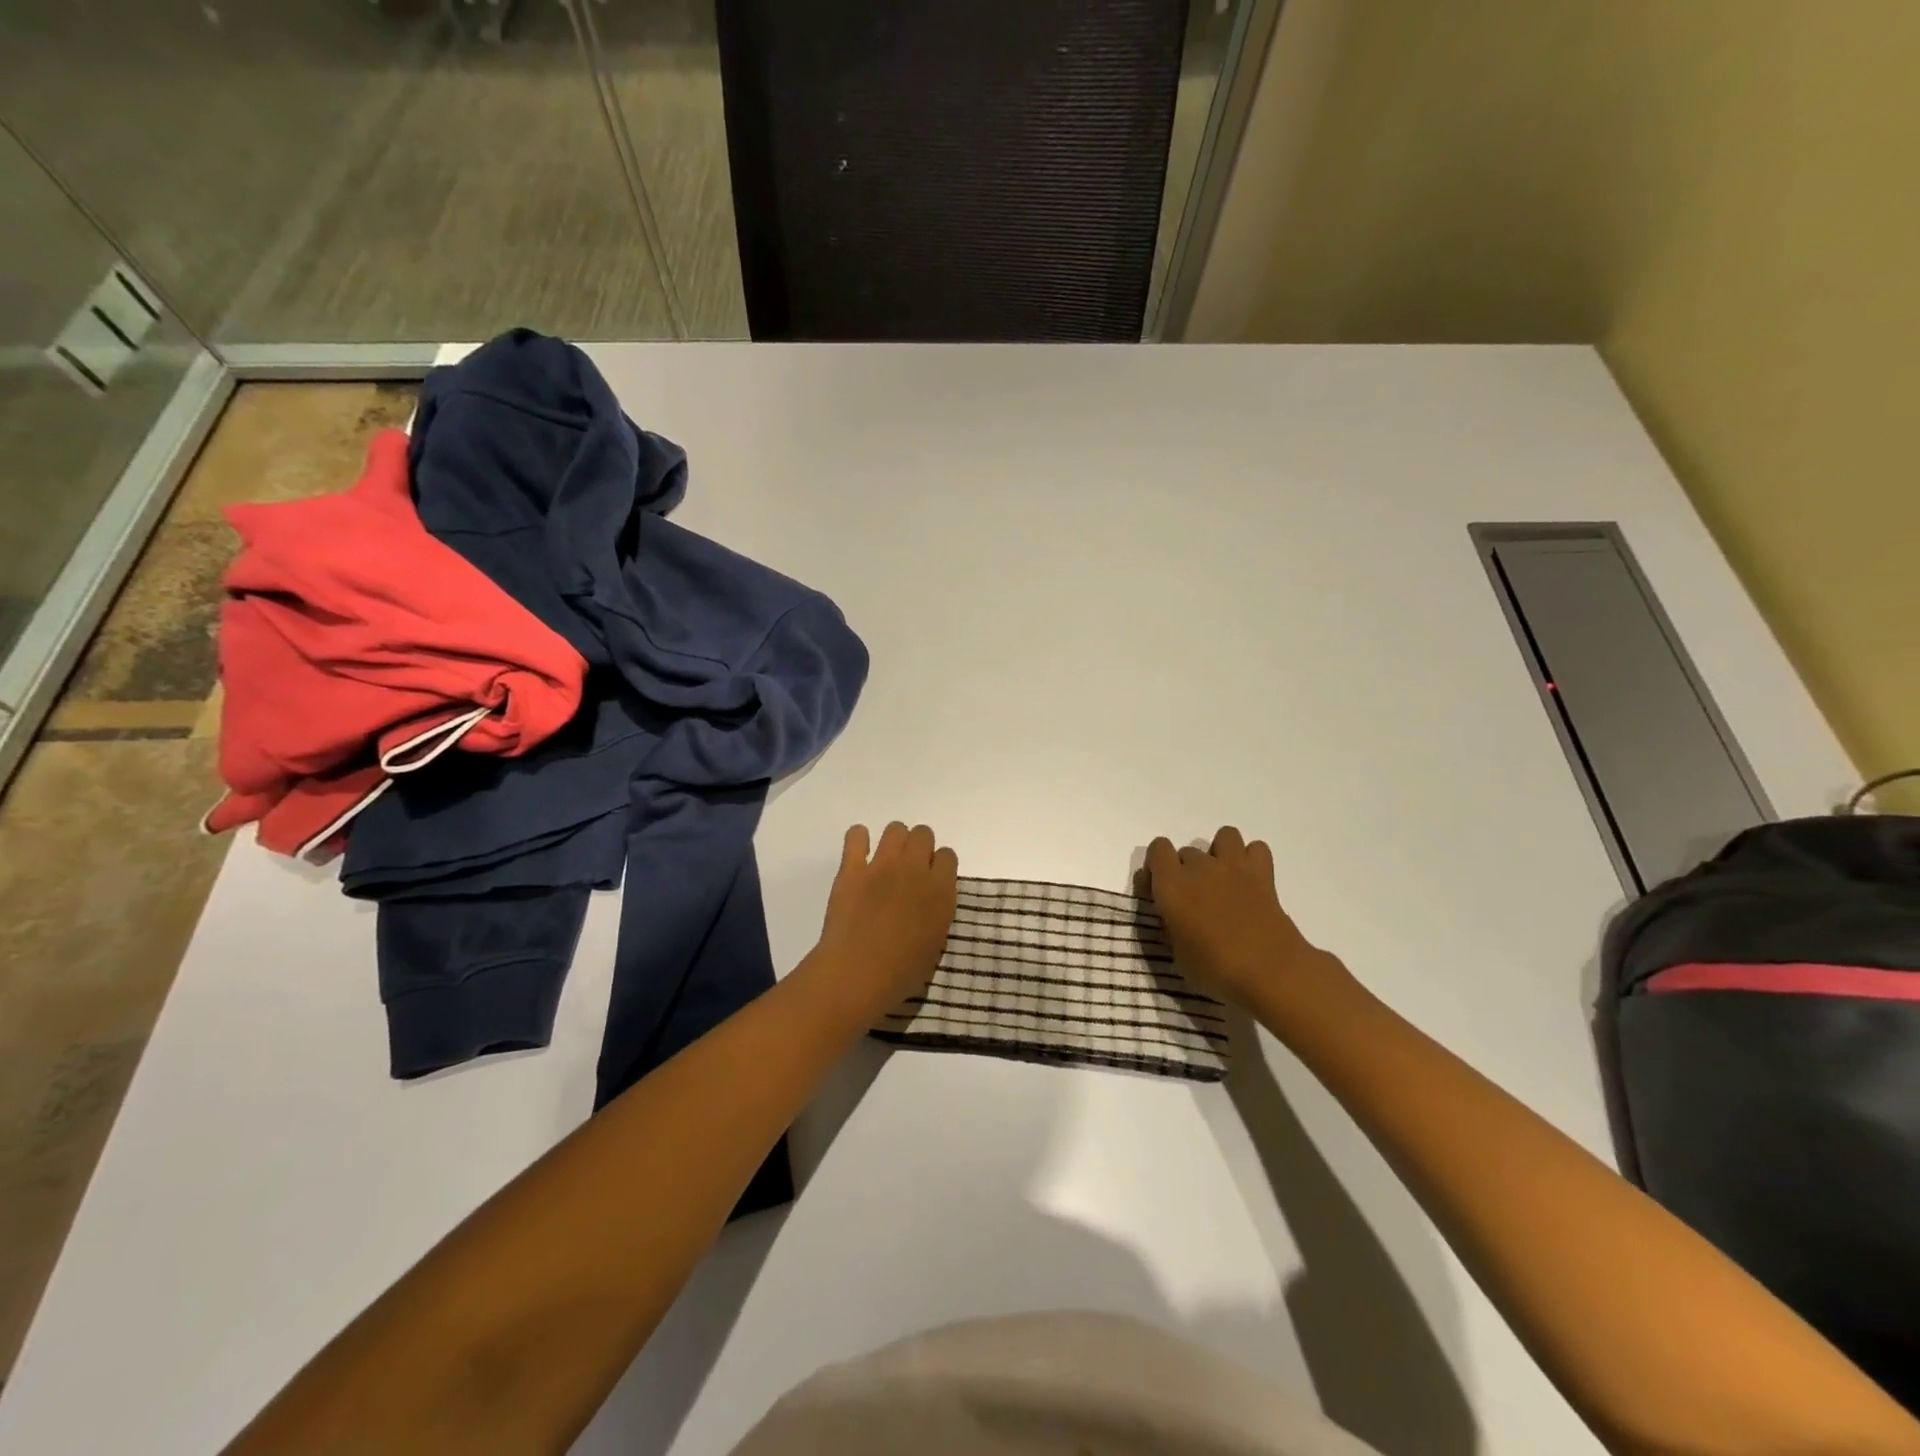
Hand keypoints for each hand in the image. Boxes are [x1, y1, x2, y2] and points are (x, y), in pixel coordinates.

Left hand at [815, 822, 958, 1013]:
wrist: (858, 974)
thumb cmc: (901, 972)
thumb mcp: (935, 943)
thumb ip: (937, 913)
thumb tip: (929, 901)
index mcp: (940, 891)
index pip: (947, 856)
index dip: (938, 866)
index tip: (930, 880)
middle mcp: (915, 870)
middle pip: (923, 834)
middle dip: (918, 847)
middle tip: (908, 869)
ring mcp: (882, 865)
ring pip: (895, 829)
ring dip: (894, 841)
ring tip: (885, 861)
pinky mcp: (852, 868)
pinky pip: (856, 835)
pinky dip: (858, 840)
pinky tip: (858, 854)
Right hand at [1144, 826, 1344, 1007]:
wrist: (1269, 972)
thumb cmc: (1215, 969)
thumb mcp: (1177, 955)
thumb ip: (1170, 926)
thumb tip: (1174, 916)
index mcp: (1171, 885)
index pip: (1157, 849)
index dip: (1157, 867)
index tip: (1160, 892)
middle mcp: (1199, 867)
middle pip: (1187, 852)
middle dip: (1187, 871)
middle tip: (1196, 901)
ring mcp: (1232, 866)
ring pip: (1224, 836)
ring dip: (1220, 853)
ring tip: (1224, 880)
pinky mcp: (1262, 874)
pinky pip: (1256, 848)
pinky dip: (1252, 859)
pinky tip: (1250, 881)